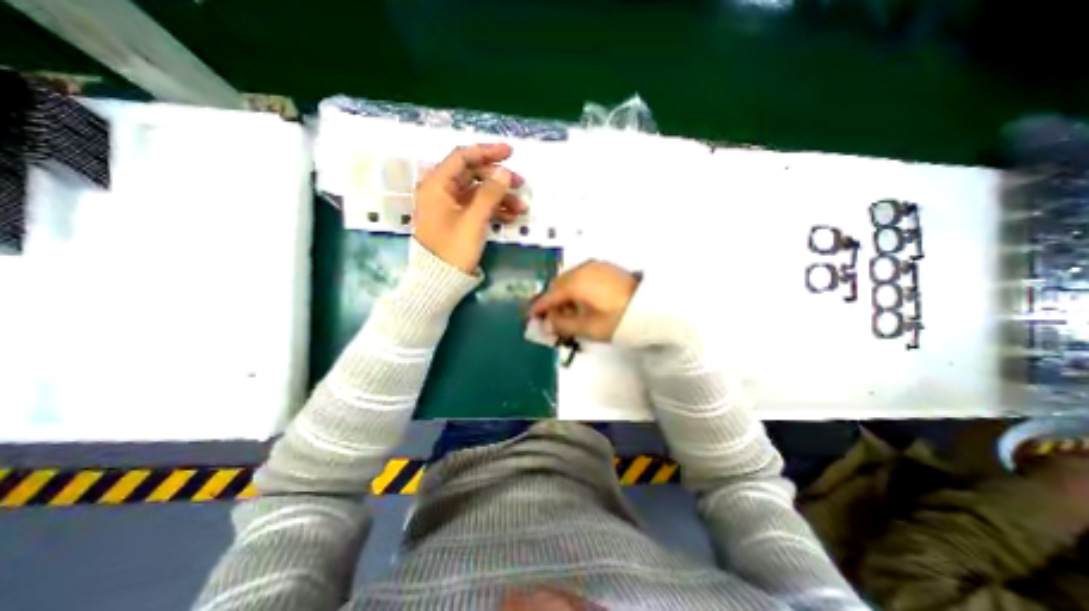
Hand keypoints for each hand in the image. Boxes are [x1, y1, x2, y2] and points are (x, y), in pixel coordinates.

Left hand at [411, 144, 525, 271]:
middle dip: (498, 179)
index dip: (487, 152)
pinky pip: (477, 208)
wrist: (440, 281)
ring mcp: (449, 207)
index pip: (463, 157)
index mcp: (437, 185)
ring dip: (500, 197)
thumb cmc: (453, 248)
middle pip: (472, 175)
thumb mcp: (474, 219)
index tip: (510, 153)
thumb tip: (505, 171)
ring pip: (478, 193)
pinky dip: (493, 210)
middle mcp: (441, 191)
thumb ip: (490, 193)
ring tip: (521, 208)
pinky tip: (511, 217)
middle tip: (520, 184)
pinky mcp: (457, 221)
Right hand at [525, 261, 639, 339]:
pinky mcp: (605, 269)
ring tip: (566, 313)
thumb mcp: (589, 327)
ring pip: (569, 280)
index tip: (528, 317)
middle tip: (548, 319)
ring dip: (563, 295)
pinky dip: (575, 290)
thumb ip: (564, 325)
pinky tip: (580, 302)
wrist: (654, 307)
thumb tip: (546, 324)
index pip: (549, 295)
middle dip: (550, 301)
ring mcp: (595, 267)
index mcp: (576, 282)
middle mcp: (582, 269)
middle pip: (558, 285)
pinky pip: (581, 277)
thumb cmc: (619, 319)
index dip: (538, 307)